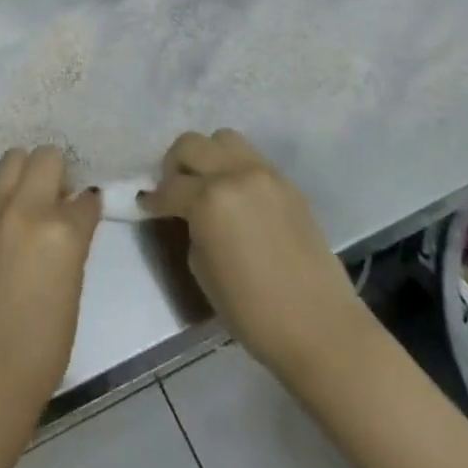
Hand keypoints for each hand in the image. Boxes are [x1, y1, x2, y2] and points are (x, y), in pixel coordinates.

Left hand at [0, 146, 102, 417]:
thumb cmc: (42, 346)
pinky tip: (5, 213)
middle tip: (58, 195)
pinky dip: (1, 189)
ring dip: (26, 171)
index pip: (85, 198)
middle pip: (46, 156)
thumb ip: (72, 243)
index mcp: (62, 231)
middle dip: (58, 169)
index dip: (88, 203)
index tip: (87, 209)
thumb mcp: (72, 287)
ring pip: (12, 157)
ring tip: (30, 197)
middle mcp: (26, 208)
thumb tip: (71, 219)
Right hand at [140, 129, 363, 379]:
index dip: (154, 199)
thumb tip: (191, 215)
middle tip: (174, 190)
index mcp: (209, 199)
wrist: (321, 328)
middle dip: (175, 165)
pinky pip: (251, 159)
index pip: (170, 187)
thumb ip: (192, 228)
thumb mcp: (202, 269)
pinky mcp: (288, 184)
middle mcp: (236, 174)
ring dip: (207, 156)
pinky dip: (234, 168)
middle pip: (191, 144)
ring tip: (206, 185)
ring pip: (223, 139)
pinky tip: (236, 197)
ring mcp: (265, 175)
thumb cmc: (253, 311)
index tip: (146, 206)